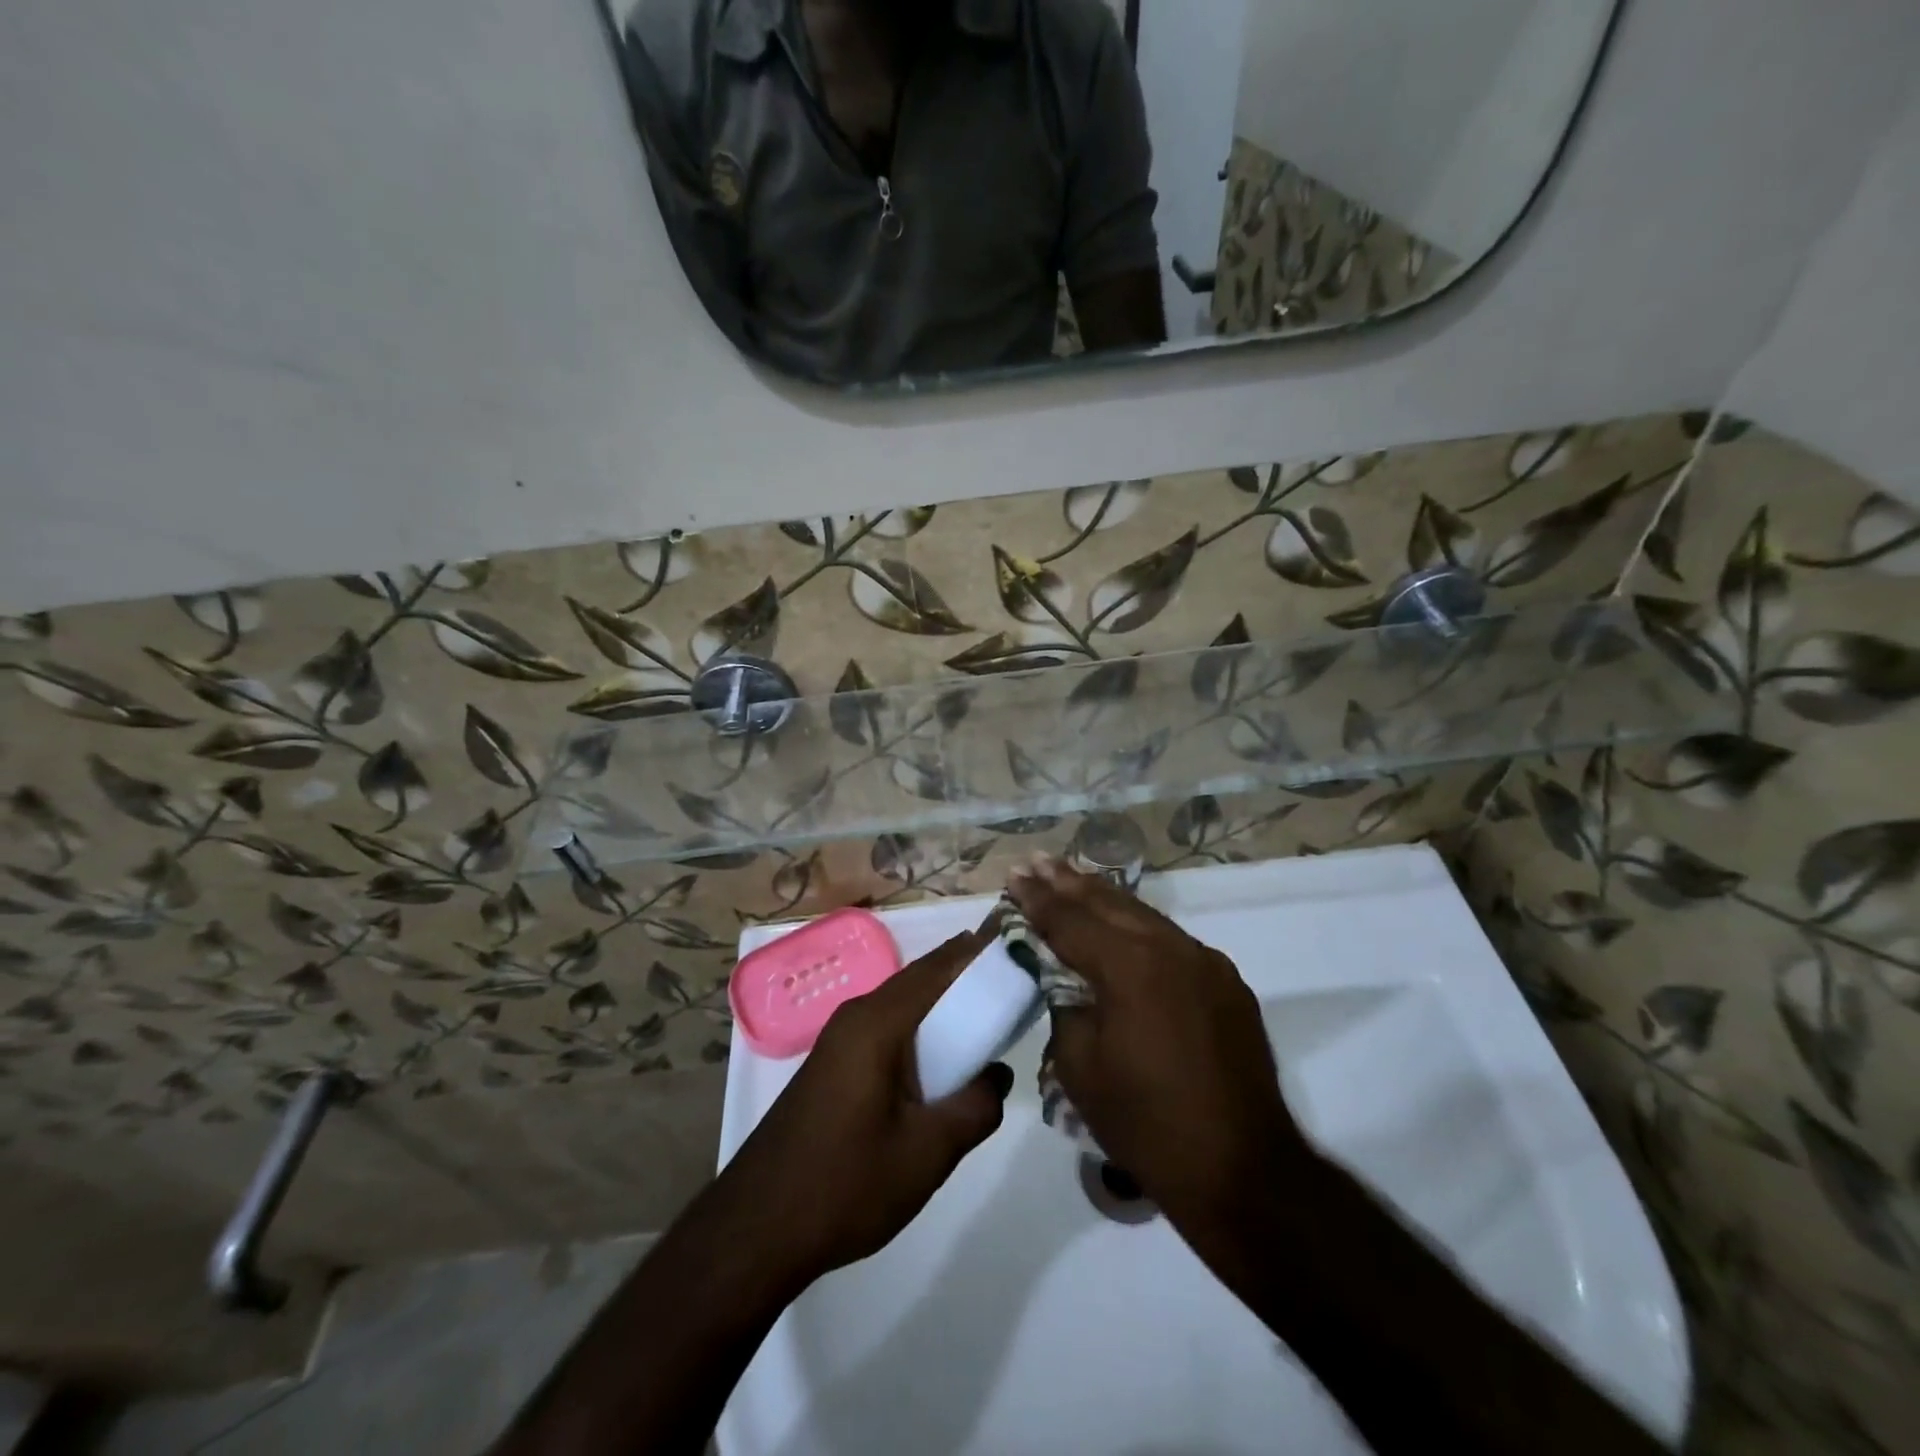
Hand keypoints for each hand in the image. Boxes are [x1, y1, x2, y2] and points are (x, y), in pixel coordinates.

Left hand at [717, 932, 1012, 1283]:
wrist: (757, 1229)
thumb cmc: (846, 1184)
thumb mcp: (927, 1152)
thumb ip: (975, 1107)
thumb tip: (996, 1074)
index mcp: (877, 1023)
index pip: (938, 969)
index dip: (978, 953)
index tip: (1016, 944)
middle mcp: (856, 1017)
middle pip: (920, 980)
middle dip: (964, 975)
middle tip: (1013, 982)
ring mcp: (838, 1040)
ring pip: (902, 1005)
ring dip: (942, 1005)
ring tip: (987, 1018)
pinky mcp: (832, 1066)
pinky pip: (886, 1029)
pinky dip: (920, 1030)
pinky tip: (941, 1060)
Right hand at [1008, 858, 1317, 1237]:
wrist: (1241, 1169)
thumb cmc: (1146, 1123)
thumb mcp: (1080, 1067)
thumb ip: (1065, 1006)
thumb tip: (1063, 978)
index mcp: (1130, 967)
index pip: (1071, 921)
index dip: (1038, 899)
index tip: (1014, 876)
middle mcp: (1171, 949)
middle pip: (1109, 903)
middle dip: (1068, 882)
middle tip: (1036, 861)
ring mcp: (1205, 962)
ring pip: (1144, 916)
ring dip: (1104, 897)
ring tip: (1072, 877)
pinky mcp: (1226, 982)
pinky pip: (1172, 941)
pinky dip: (1138, 926)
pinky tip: (1123, 923)